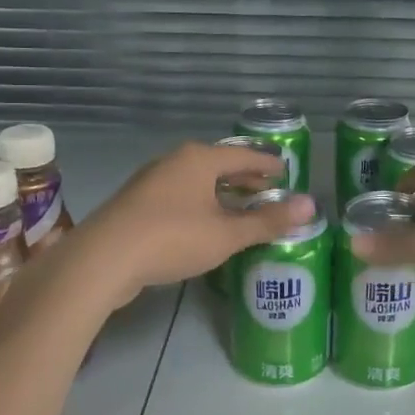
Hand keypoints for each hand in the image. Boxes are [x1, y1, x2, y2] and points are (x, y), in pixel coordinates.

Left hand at [74, 142, 317, 305]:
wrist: (103, 259)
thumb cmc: (172, 238)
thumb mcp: (226, 234)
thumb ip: (268, 221)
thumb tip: (311, 205)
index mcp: (199, 159)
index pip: (244, 155)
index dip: (267, 164)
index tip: (286, 171)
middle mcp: (174, 162)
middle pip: (219, 165)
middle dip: (244, 179)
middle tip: (268, 190)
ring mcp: (151, 182)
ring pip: (197, 182)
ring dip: (221, 194)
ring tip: (241, 209)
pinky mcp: (137, 204)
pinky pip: (180, 197)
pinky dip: (200, 205)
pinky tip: (205, 225)